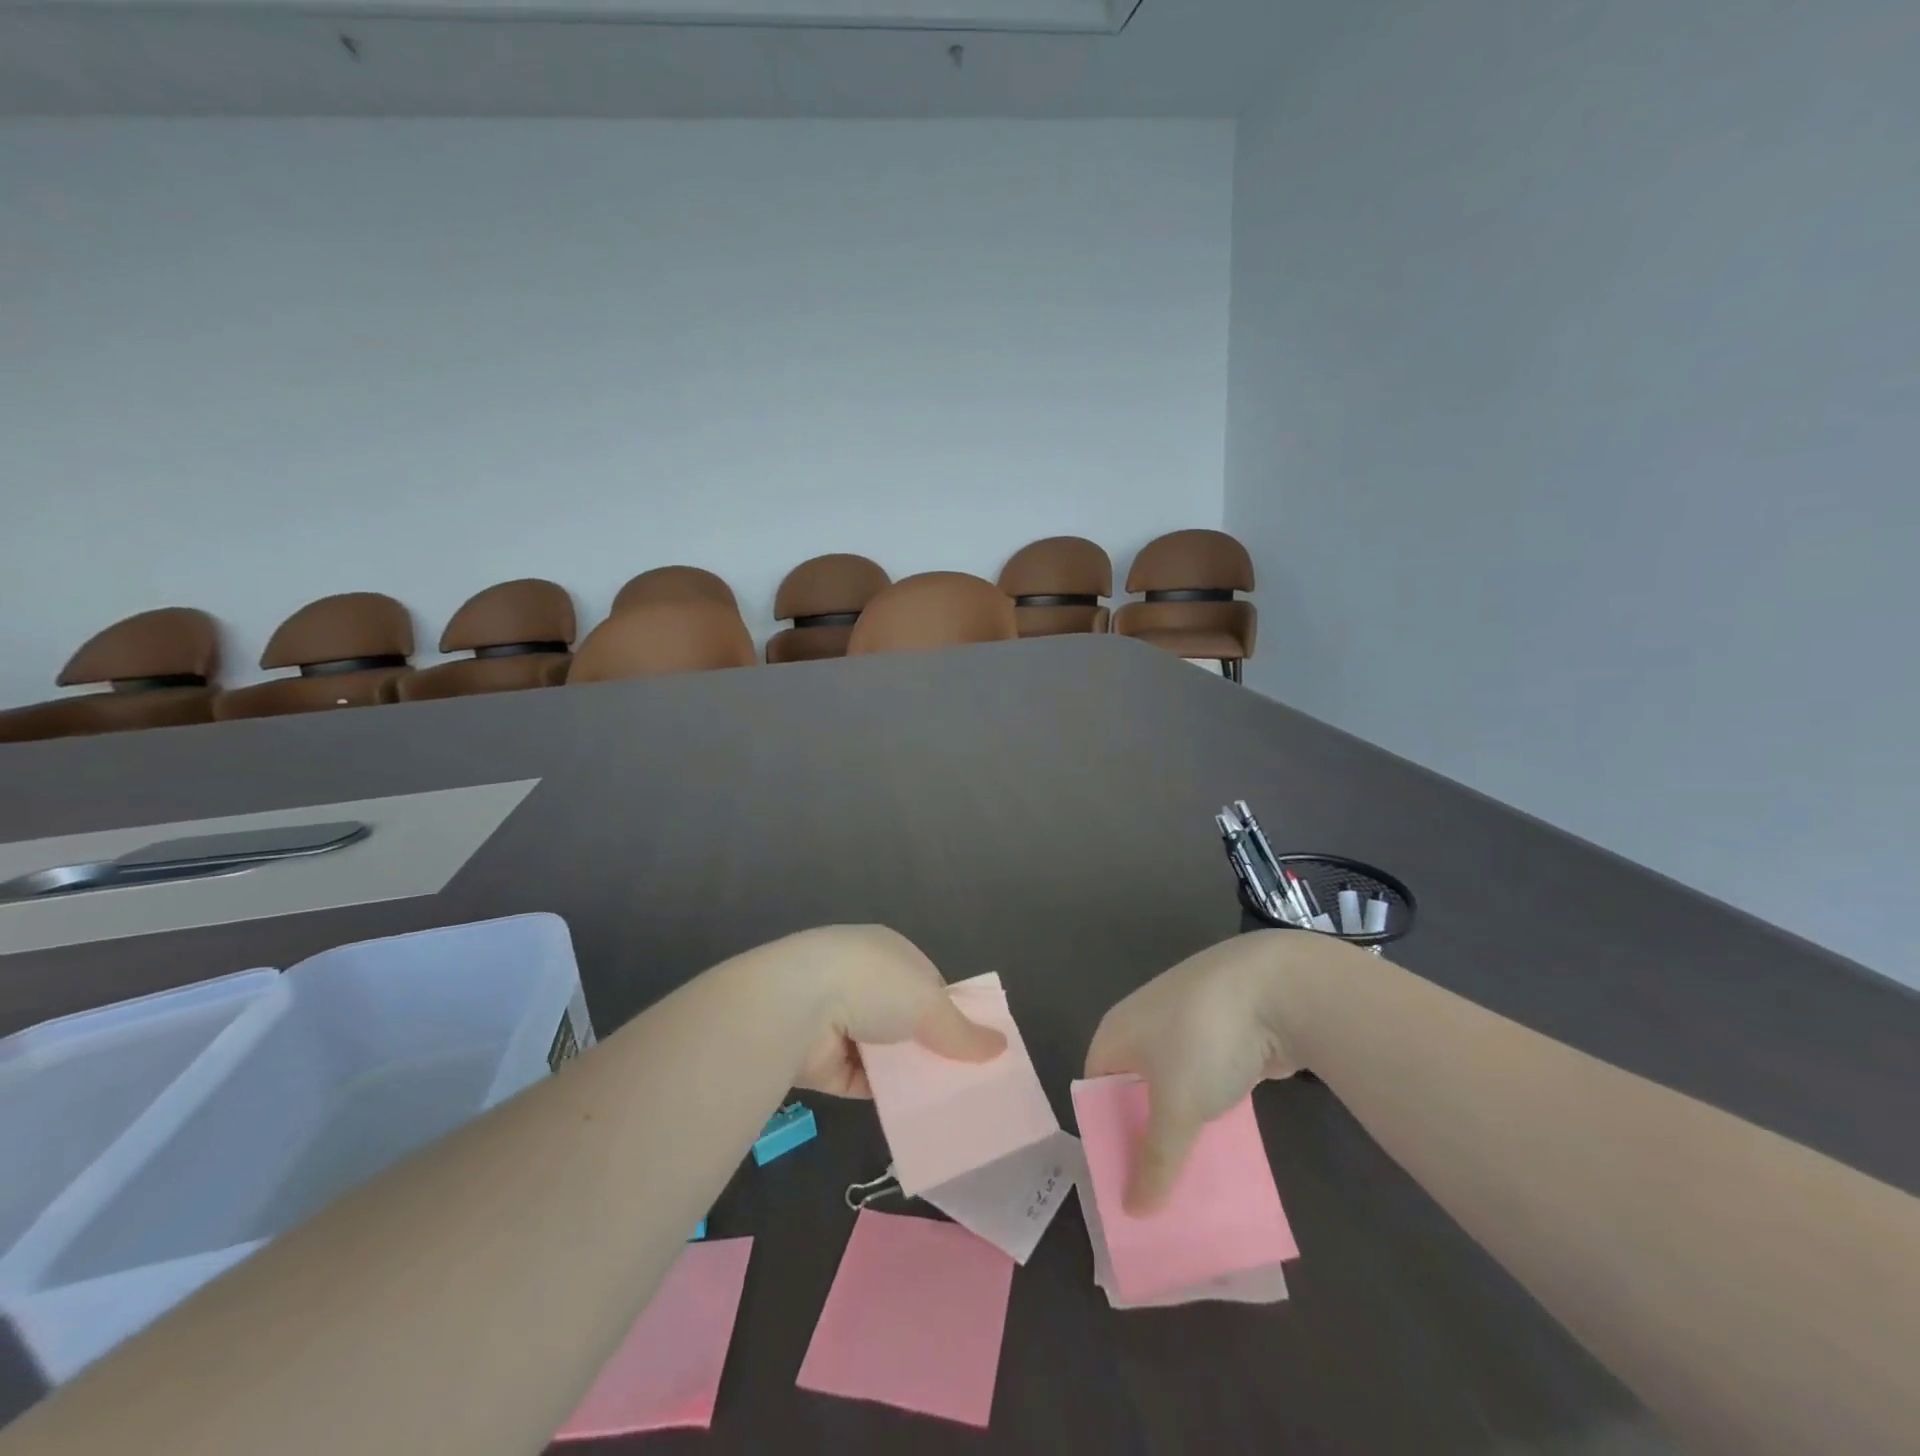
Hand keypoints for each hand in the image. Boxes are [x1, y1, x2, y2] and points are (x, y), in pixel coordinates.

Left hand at [781, 925, 1005, 1097]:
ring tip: (949, 1105)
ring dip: (909, 1075)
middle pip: (907, 1020)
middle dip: (931, 1047)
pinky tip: (916, 1117)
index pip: (928, 983)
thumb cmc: (872, 984)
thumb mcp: (929, 1002)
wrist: (796, 1005)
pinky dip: (887, 1097)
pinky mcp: (825, 1061)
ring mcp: (840, 1021)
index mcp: (888, 952)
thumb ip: (962, 1030)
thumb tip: (1001, 1047)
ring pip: (887, 1053)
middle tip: (967, 1081)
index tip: (974, 1044)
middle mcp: (863, 982)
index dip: (951, 1012)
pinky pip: (866, 1082)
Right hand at [1085, 932, 1324, 1212]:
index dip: (1106, 1137)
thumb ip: (1156, 1162)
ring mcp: (1183, 1024)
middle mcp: (1142, 1025)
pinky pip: (1204, 1080)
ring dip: (1181, 1127)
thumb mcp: (1176, 1109)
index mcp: (1115, 1034)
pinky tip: (1224, 1144)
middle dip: (1146, 1138)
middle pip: (1133, 1091)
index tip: (1122, 1183)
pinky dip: (1210, 1110)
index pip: (1097, 1093)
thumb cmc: (1203, 1041)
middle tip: (1158, 1191)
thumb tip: (1134, 1212)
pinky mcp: (1220, 1031)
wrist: (1273, 987)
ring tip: (1192, 1177)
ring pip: (1173, 1088)